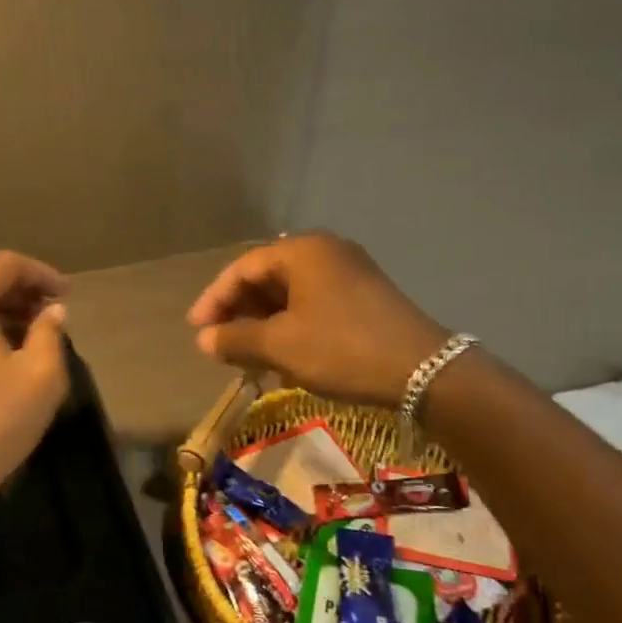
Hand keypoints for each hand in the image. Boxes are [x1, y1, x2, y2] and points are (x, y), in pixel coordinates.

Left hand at [0, 251, 71, 520]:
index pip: (6, 265)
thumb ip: (50, 333)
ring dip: (2, 311)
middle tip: (54, 312)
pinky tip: (5, 353)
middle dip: (21, 292)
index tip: (68, 294)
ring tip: (36, 332)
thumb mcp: (40, 376)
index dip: (41, 274)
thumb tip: (52, 312)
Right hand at [186, 233, 448, 408]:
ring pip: (290, 294)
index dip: (214, 299)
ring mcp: (349, 272)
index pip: (243, 268)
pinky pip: (313, 304)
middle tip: (220, 345)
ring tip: (248, 356)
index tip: (197, 330)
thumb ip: (236, 339)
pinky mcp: (364, 296)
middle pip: (267, 277)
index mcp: (302, 251)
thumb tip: (203, 340)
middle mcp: (325, 251)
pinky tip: (284, 357)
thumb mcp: (281, 345)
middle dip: (239, 312)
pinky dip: (291, 326)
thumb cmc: (342, 348)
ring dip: (264, 323)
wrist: (424, 371)